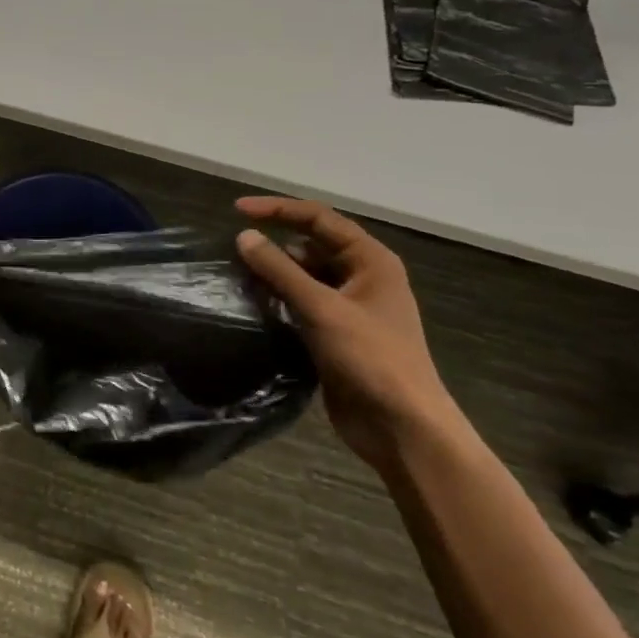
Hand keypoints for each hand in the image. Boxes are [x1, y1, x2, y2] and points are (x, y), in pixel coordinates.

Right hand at [235, 197, 462, 471]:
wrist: (402, 427)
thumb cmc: (370, 358)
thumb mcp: (322, 308)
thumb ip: (280, 270)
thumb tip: (243, 236)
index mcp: (370, 260)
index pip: (318, 218)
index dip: (278, 210)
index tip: (237, 210)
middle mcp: (362, 277)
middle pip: (312, 245)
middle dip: (275, 243)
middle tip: (235, 249)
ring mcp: (350, 308)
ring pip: (306, 276)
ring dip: (276, 274)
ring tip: (239, 276)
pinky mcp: (337, 334)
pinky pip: (304, 304)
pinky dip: (281, 300)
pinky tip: (255, 305)